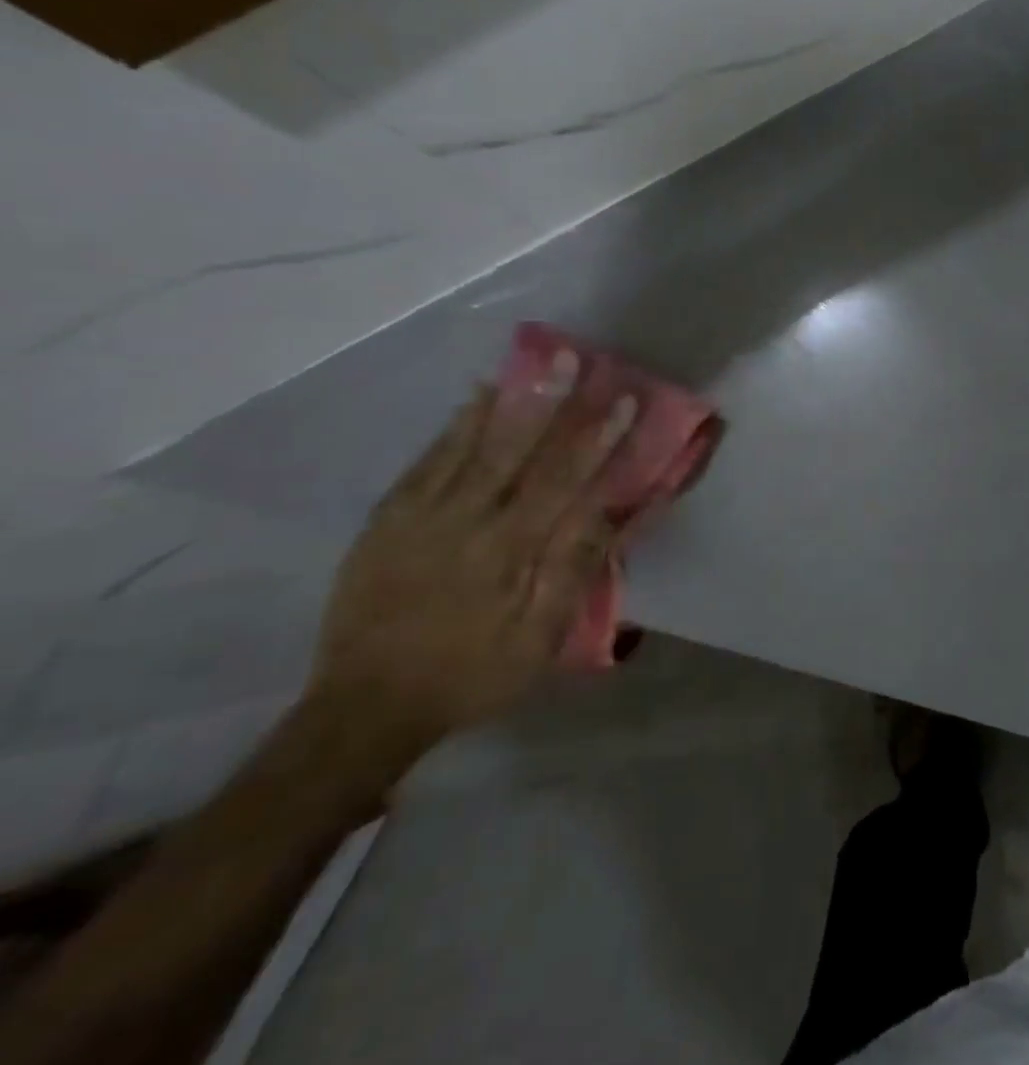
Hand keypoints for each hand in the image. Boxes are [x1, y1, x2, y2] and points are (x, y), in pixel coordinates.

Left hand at [307, 348, 637, 752]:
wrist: (366, 706)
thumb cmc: (471, 673)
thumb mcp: (537, 639)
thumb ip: (571, 571)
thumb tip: (607, 514)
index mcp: (510, 552)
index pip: (565, 482)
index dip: (598, 440)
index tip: (625, 402)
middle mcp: (468, 522)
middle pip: (517, 451)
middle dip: (550, 401)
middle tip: (572, 358)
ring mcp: (421, 517)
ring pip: (471, 447)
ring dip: (506, 402)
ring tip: (529, 364)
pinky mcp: (388, 521)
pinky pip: (426, 462)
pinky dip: (453, 427)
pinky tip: (474, 400)